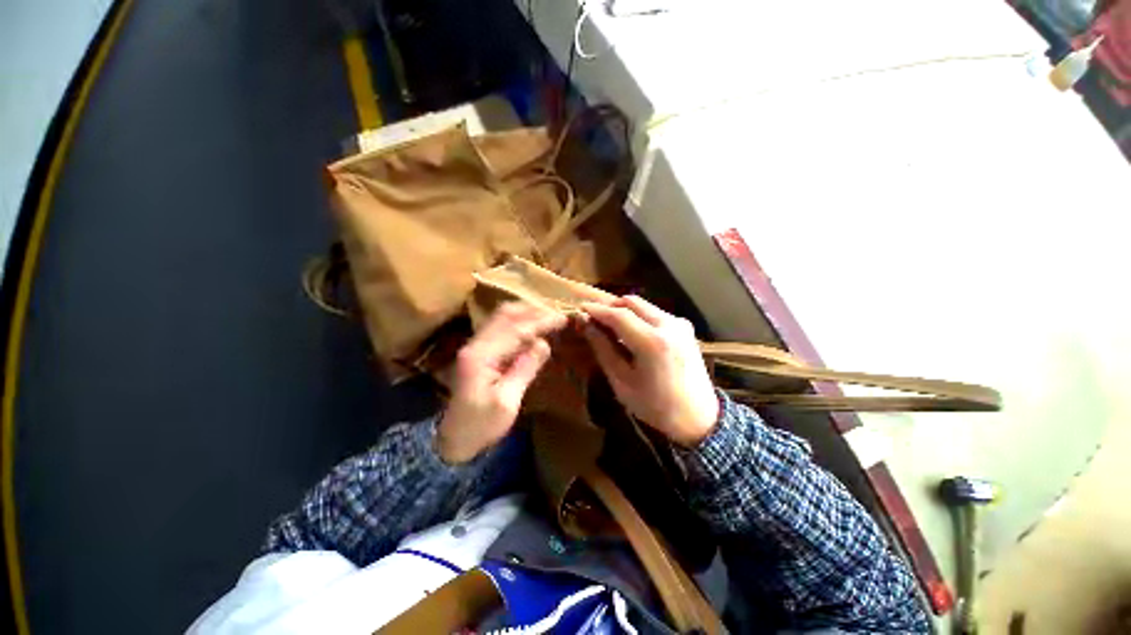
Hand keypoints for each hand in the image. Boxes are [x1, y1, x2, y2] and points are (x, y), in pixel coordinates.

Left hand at [437, 302, 566, 463]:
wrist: (453, 440)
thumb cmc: (480, 425)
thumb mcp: (507, 402)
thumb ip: (524, 369)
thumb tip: (543, 344)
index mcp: (481, 356)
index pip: (515, 330)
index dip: (540, 322)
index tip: (562, 318)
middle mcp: (475, 344)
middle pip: (504, 315)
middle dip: (532, 311)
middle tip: (556, 313)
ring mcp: (475, 346)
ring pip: (501, 318)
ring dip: (525, 313)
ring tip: (547, 315)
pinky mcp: (478, 351)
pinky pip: (499, 327)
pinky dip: (517, 322)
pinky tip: (531, 327)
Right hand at [582, 296, 719, 446]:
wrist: (698, 418)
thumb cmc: (655, 406)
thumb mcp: (622, 381)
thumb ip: (603, 349)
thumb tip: (585, 324)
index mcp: (652, 342)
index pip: (618, 315)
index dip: (597, 310)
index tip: (581, 309)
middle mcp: (669, 325)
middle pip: (632, 302)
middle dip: (610, 306)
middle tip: (594, 318)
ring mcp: (679, 323)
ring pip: (644, 305)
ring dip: (624, 310)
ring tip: (609, 325)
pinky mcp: (684, 327)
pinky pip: (655, 313)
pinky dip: (638, 316)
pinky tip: (631, 332)